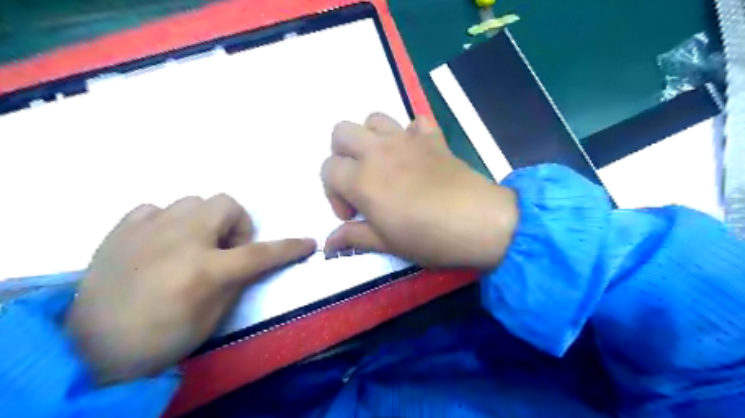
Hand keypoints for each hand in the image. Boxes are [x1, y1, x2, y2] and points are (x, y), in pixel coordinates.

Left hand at [63, 195, 317, 383]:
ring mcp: (147, 230)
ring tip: (192, 245)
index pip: (260, 253)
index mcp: (204, 270)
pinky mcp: (121, 229)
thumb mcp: (212, 317)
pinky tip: (161, 242)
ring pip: (193, 201)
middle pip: (226, 204)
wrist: (90, 348)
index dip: (289, 247)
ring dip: (204, 221)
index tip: (308, 243)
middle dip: (236, 224)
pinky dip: (168, 221)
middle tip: (226, 250)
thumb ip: (237, 280)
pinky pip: (157, 208)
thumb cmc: (161, 338)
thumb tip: (251, 259)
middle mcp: (179, 240)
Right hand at [320, 115, 519, 269]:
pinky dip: (410, 133)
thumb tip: (328, 245)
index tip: (351, 214)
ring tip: (382, 163)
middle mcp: (378, 151)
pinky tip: (414, 153)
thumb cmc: (427, 237)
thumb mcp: (386, 243)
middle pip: (341, 132)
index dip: (332, 193)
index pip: (327, 170)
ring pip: (374, 119)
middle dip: (341, 155)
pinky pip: (416, 122)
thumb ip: (353, 238)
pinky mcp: (433, 138)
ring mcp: (407, 140)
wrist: (478, 222)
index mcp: (362, 179)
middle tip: (358, 180)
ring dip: (370, 138)